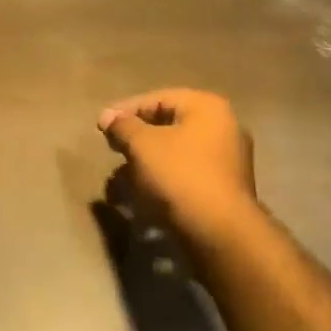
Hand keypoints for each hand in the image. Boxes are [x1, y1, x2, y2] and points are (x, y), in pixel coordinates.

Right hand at [98, 89, 259, 248]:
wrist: (220, 232)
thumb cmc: (180, 175)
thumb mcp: (143, 145)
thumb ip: (123, 126)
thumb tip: (108, 116)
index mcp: (208, 108)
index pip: (159, 99)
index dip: (126, 110)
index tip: (102, 126)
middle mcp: (224, 128)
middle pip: (169, 125)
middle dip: (136, 139)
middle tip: (112, 149)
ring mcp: (228, 161)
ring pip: (176, 153)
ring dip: (146, 164)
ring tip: (121, 180)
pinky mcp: (224, 190)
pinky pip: (186, 175)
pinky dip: (163, 181)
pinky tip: (142, 197)